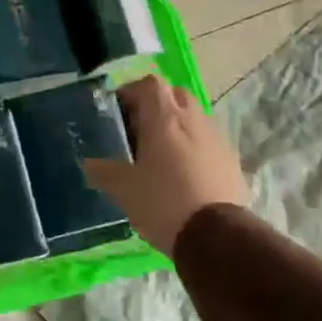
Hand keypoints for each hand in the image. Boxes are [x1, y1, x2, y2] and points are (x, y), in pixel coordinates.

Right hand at [83, 76, 248, 252]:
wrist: (216, 236)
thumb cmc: (162, 202)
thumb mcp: (124, 189)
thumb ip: (103, 171)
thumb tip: (89, 164)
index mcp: (164, 119)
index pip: (150, 83)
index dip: (132, 90)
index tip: (119, 108)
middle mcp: (193, 121)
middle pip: (175, 95)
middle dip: (157, 104)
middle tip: (139, 127)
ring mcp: (217, 140)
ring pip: (194, 118)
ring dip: (177, 126)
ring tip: (160, 153)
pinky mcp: (232, 161)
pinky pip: (208, 142)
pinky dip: (194, 147)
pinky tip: (183, 174)